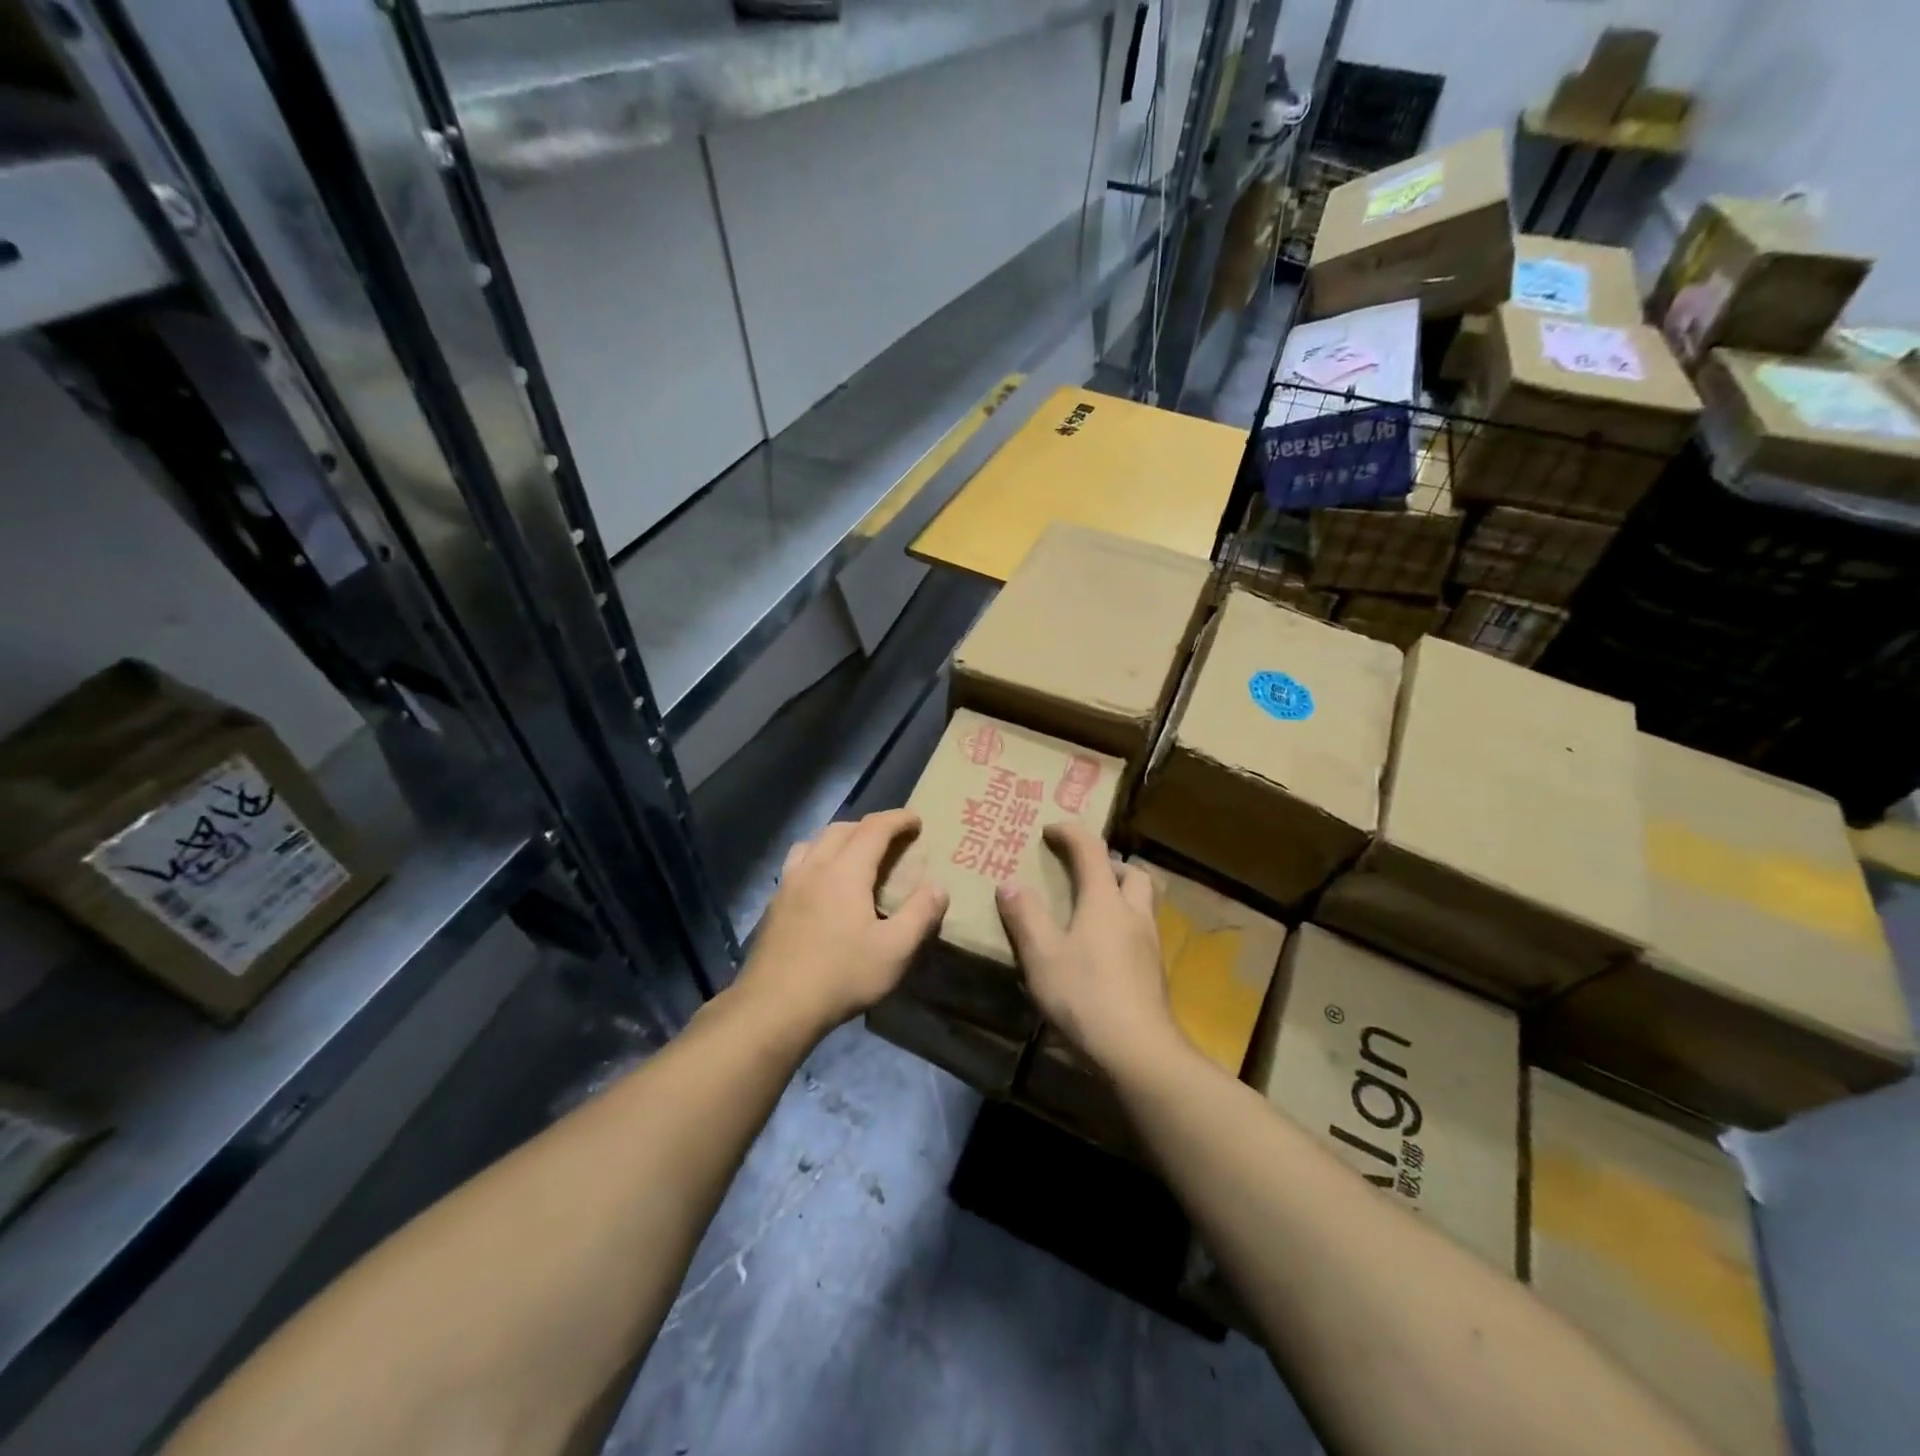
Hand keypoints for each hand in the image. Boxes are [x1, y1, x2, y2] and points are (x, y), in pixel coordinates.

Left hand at [735, 809, 947, 1035]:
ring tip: (854, 855)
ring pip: (814, 842)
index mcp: (845, 871)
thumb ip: (920, 915)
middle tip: (892, 839)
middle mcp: (814, 867)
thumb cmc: (841, 975)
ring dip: (839, 838)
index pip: (874, 828)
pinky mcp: (774, 905)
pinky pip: (797, 864)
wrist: (774, 1006)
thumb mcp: (895, 950)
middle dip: (870, 826)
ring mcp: (789, 885)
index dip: (898, 819)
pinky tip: (822, 885)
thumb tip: (938, 887)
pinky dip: (817, 858)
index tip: (917, 821)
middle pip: (842, 829)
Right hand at [995, 822, 1177, 1074]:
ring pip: (1142, 903)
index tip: (1050, 829)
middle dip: (1108, 864)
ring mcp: (1150, 944)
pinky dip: (1122, 926)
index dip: (1071, 833)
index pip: (1092, 850)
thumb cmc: (1085, 996)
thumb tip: (1010, 884)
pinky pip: (1141, 931)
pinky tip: (1102, 951)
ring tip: (1091, 911)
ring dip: (1120, 895)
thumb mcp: (1042, 956)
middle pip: (1131, 873)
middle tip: (1081, 874)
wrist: (1138, 1051)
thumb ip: (1025, 917)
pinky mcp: (1154, 972)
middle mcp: (1133, 914)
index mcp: (1105, 901)